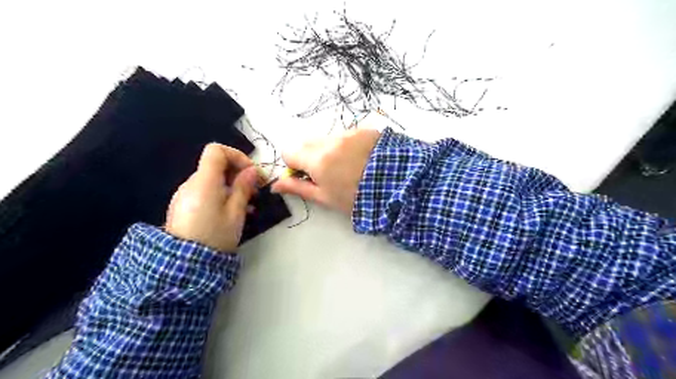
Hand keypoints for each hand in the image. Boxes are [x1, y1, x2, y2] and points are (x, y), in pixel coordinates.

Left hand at [165, 144, 258, 253]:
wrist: (184, 265)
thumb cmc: (215, 236)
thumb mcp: (235, 213)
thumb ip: (243, 188)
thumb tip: (252, 171)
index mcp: (204, 182)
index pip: (216, 151)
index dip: (237, 156)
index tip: (251, 173)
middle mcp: (191, 183)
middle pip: (216, 165)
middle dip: (238, 174)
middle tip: (256, 191)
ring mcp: (185, 195)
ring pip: (212, 180)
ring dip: (232, 186)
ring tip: (248, 205)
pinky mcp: (184, 206)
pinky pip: (205, 191)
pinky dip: (221, 195)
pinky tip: (233, 212)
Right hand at [272, 127, 379, 214]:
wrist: (397, 186)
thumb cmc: (356, 198)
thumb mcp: (325, 198)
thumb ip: (298, 188)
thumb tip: (275, 185)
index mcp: (317, 160)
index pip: (289, 152)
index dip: (294, 165)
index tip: (305, 175)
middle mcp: (330, 141)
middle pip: (307, 142)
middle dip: (310, 155)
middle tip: (326, 172)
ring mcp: (349, 133)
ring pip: (327, 138)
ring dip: (329, 149)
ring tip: (348, 166)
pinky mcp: (365, 130)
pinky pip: (346, 135)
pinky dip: (346, 145)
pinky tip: (361, 158)